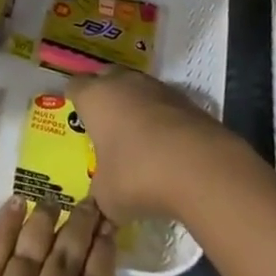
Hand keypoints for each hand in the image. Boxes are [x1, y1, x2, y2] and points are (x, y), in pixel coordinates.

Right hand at [73, 70, 245, 222]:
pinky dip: (161, 120)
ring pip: (137, 90)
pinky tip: (165, 148)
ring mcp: (157, 88)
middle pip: (106, 79)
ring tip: (137, 139)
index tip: (76, 118)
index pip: (74, 86)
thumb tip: (102, 197)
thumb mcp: (107, 195)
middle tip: (104, 126)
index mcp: (94, 97)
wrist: (202, 168)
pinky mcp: (186, 100)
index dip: (74, 101)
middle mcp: (122, 82)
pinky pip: (164, 106)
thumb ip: (99, 191)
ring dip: (135, 108)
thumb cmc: (138, 175)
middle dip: (105, 98)